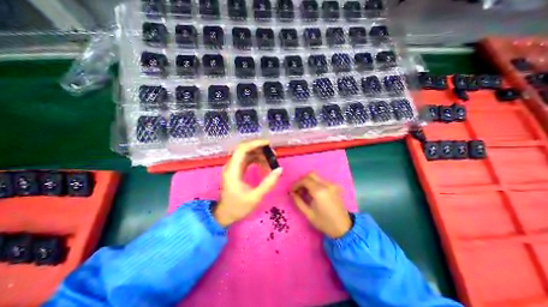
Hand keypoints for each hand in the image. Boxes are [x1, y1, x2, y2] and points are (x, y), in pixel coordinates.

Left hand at [213, 141, 283, 226]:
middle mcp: (232, 165)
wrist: (226, 214)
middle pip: (245, 149)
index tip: (268, 144)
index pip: (242, 149)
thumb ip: (268, 183)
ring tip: (271, 161)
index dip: (255, 143)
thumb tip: (279, 169)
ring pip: (248, 154)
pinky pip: (248, 160)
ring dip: (260, 155)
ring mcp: (234, 167)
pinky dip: (257, 160)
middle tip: (273, 155)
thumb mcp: (255, 197)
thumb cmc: (238, 207)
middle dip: (260, 149)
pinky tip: (265, 166)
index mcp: (233, 170)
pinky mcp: (237, 170)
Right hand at [290, 171, 349, 238]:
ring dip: (308, 181)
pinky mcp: (335, 187)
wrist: (343, 228)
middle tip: (298, 190)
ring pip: (317, 177)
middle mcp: (326, 184)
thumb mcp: (308, 213)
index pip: (304, 180)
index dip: (296, 184)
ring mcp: (332, 185)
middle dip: (302, 180)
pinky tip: (313, 193)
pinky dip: (315, 183)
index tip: (291, 191)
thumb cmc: (324, 222)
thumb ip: (298, 201)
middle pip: (311, 174)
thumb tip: (291, 193)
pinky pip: (322, 180)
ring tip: (304, 192)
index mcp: (319, 191)